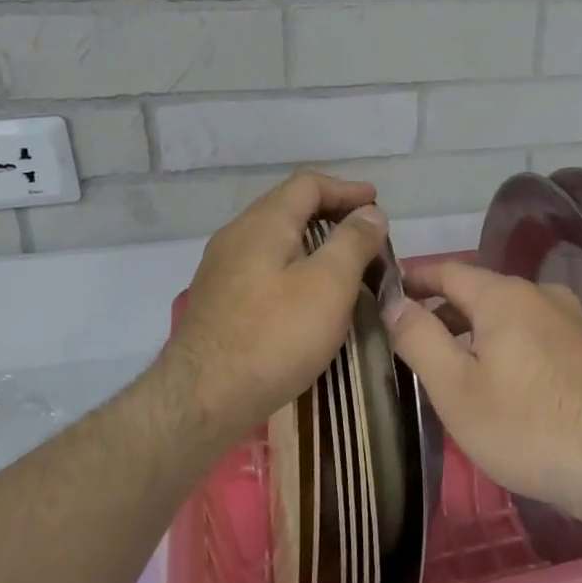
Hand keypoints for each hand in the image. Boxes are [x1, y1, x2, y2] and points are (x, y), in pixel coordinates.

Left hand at [161, 171, 387, 449]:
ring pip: (275, 239)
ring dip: (313, 242)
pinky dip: (295, 265)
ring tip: (344, 263)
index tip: (377, 204)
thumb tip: (370, 212)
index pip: (307, 184)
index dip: (346, 189)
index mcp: (263, 223)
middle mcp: (236, 236)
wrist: (204, 398)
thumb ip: (353, 242)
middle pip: (288, 207)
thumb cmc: (276, 336)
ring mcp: (222, 269)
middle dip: (331, 213)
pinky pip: (264, 266)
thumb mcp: (329, 285)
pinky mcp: (219, 300)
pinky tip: (309, 295)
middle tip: (366, 233)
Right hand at [383, 259, 581, 526]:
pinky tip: (501, 378)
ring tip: (451, 362)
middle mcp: (542, 295)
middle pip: (481, 292)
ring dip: (476, 330)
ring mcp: (572, 320)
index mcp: (505, 295)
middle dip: (444, 310)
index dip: (415, 279)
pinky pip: (536, 334)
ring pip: (510, 315)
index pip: (448, 271)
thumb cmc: (525, 424)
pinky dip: (508, 344)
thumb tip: (394, 301)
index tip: (387, 291)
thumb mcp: (455, 386)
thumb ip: (419, 337)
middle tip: (410, 338)